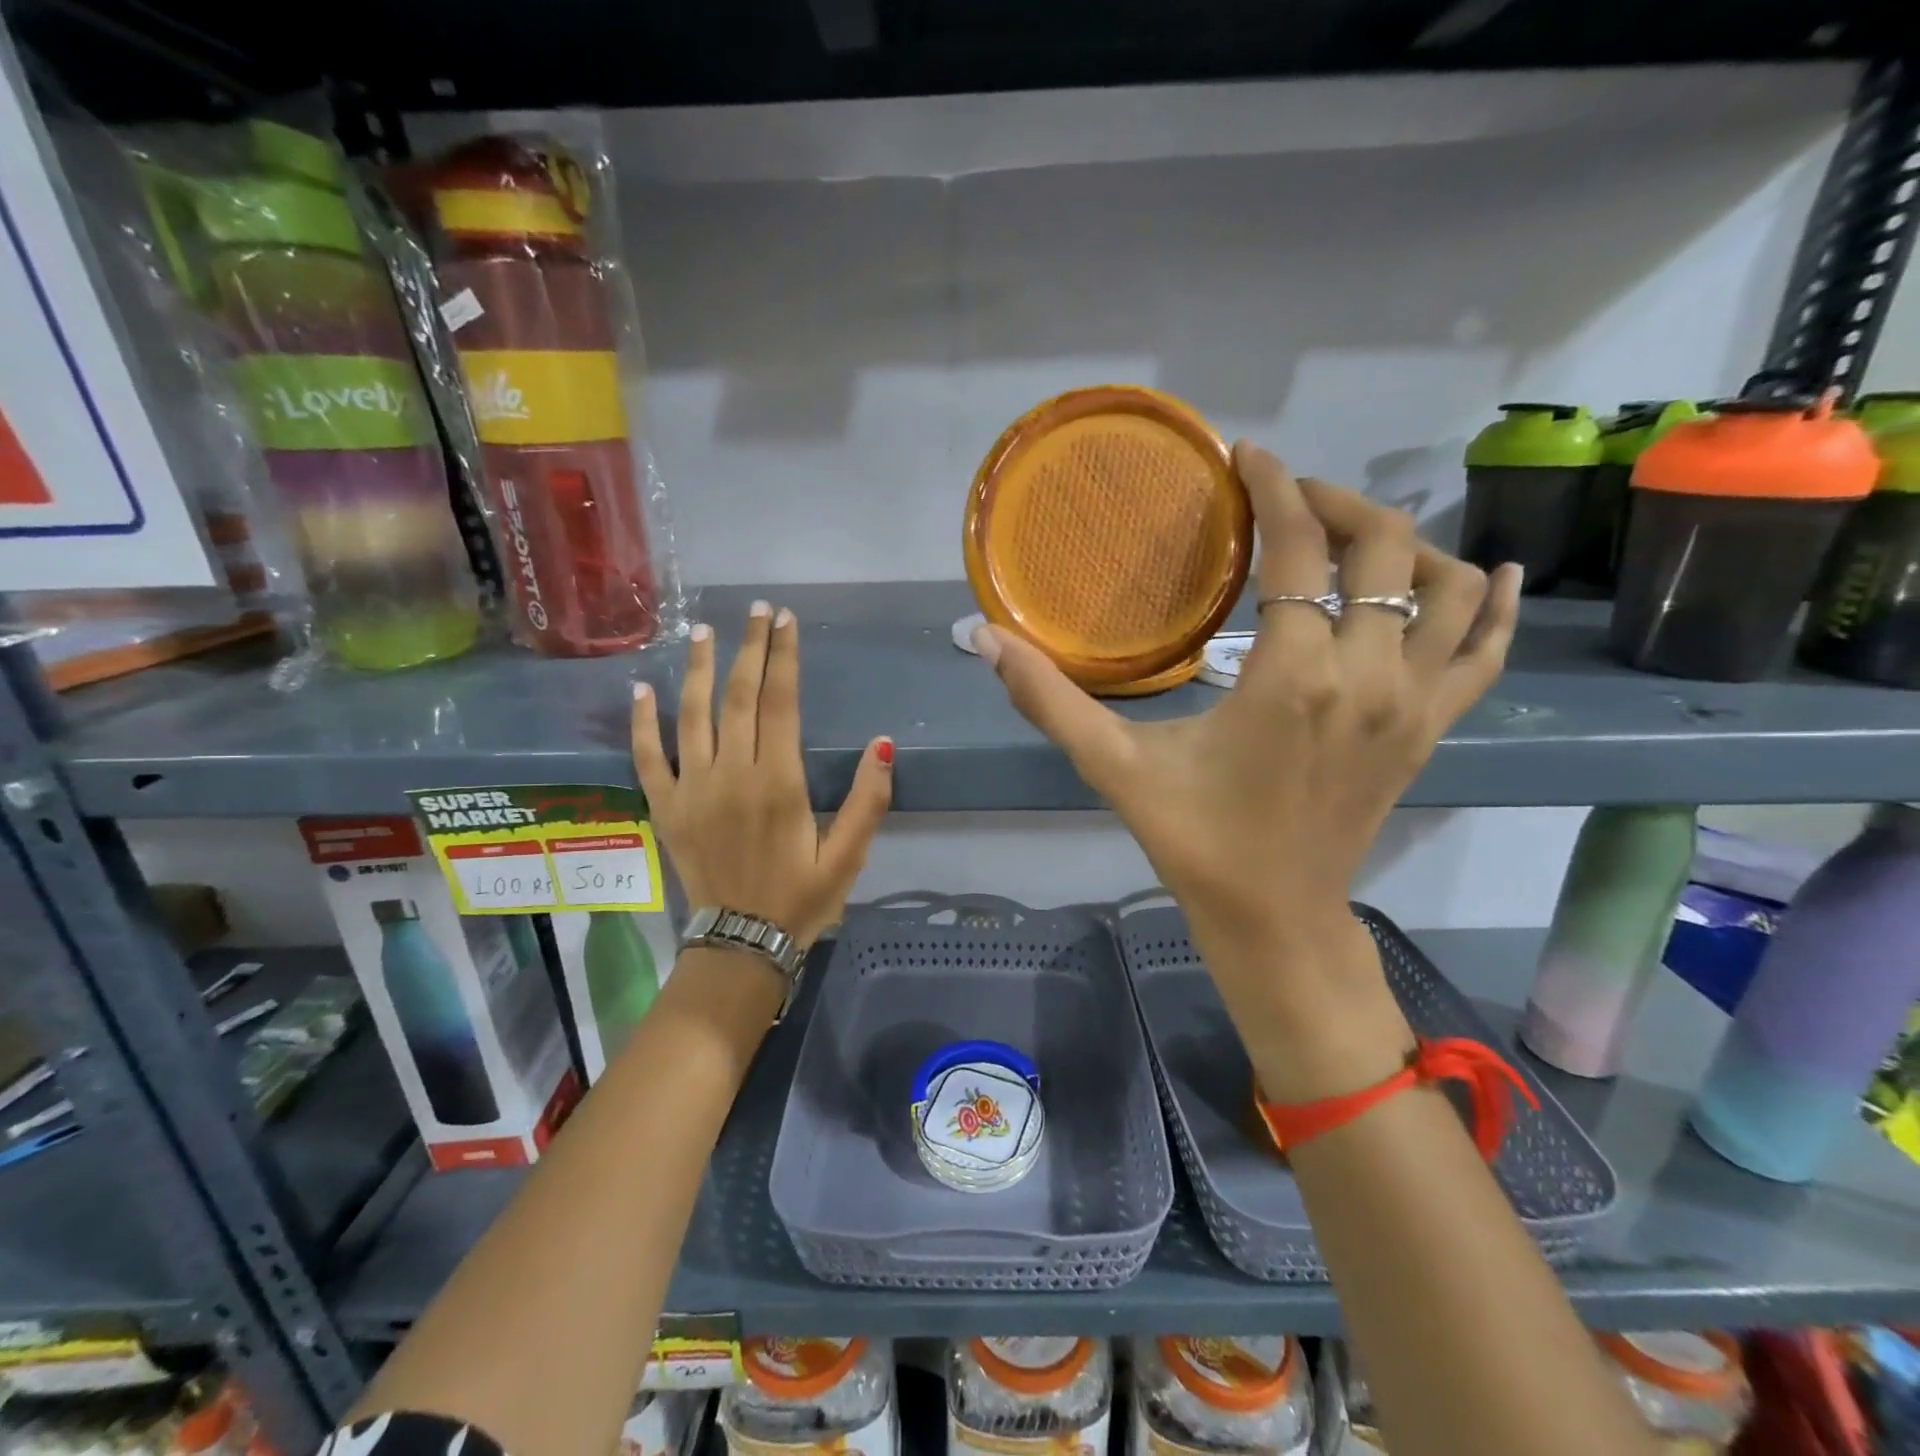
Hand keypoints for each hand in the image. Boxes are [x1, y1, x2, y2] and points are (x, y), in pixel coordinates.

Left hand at [631, 602, 893, 948]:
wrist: (741, 944)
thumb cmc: (802, 899)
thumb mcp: (848, 857)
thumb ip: (868, 801)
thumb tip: (882, 743)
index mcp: (778, 782)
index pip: (780, 702)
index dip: (783, 656)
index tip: (786, 620)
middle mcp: (731, 774)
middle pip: (740, 697)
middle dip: (750, 648)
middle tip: (757, 610)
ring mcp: (692, 788)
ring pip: (692, 714)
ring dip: (699, 669)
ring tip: (704, 631)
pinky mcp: (667, 807)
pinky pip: (648, 756)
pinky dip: (642, 721)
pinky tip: (640, 688)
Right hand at [977, 445, 1520, 1093]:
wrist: (1275, 918)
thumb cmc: (1195, 841)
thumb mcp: (1114, 768)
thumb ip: (1050, 700)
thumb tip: (983, 638)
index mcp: (1293, 677)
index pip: (1299, 549)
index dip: (1276, 488)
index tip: (1249, 458)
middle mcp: (1368, 677)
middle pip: (1383, 547)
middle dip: (1335, 502)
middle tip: (1287, 498)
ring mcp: (1414, 704)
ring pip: (1449, 589)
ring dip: (1405, 546)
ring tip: (1351, 540)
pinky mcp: (1432, 730)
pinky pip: (1486, 652)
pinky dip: (1494, 608)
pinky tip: (1492, 576)